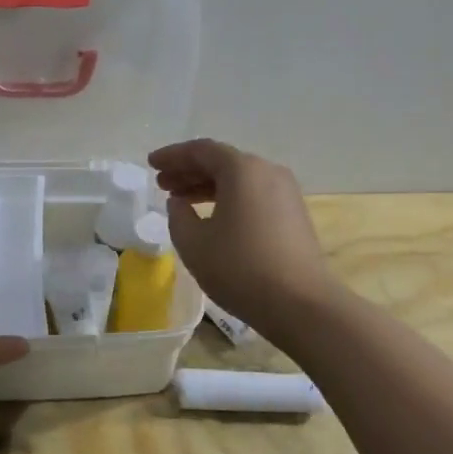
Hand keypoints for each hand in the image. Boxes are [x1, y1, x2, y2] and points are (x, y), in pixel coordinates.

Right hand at [147, 139, 336, 332]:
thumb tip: (179, 203)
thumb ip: (178, 216)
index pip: (201, 150)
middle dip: (189, 170)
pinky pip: (253, 194)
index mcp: (242, 169)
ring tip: (181, 201)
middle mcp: (267, 171)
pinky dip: (228, 198)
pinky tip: (212, 217)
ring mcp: (285, 192)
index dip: (173, 156)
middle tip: (162, 184)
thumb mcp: (193, 243)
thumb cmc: (240, 268)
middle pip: (222, 162)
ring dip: (208, 186)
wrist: (301, 303)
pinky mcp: (293, 214)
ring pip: (239, 179)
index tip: (151, 164)